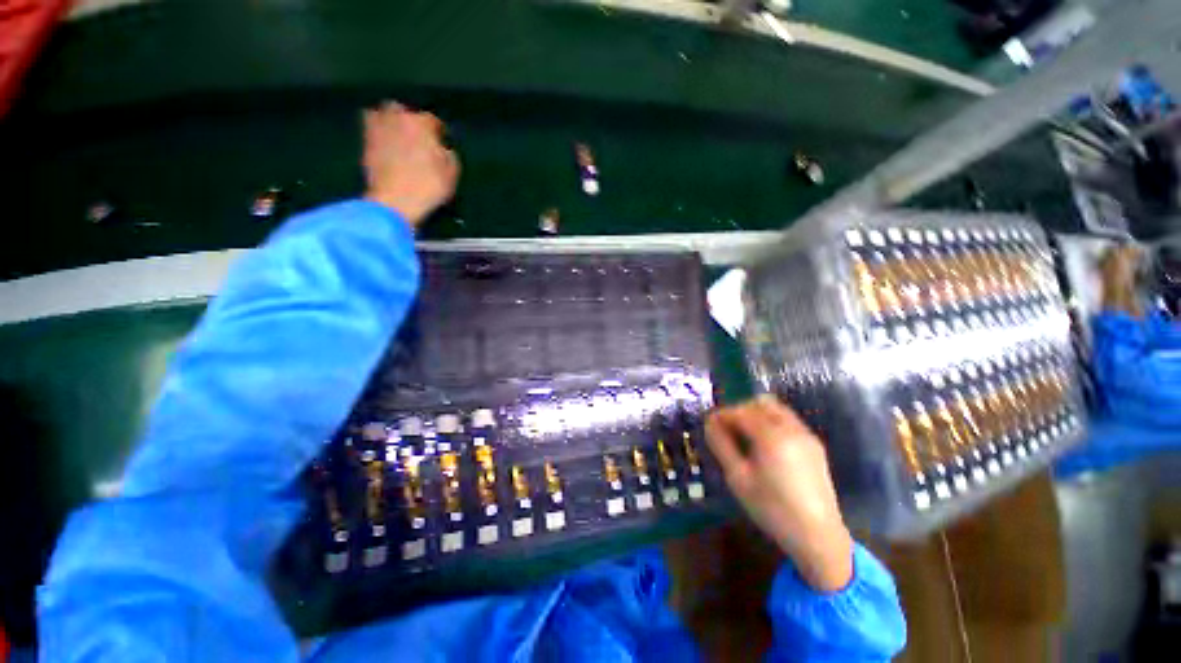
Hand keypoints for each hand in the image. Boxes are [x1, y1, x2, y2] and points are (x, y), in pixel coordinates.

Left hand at [362, 102, 459, 227]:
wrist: (396, 200)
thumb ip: (449, 155)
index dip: (439, 132)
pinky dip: (378, 134)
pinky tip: (385, 145)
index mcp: (421, 123)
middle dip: (410, 121)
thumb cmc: (429, 186)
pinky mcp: (365, 143)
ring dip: (390, 122)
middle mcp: (397, 118)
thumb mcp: (451, 173)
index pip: (433, 120)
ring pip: (381, 115)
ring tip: (398, 137)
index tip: (443, 142)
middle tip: (418, 138)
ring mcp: (377, 129)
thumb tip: (443, 149)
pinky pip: (371, 130)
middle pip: (403, 111)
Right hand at [705, 395, 853, 592]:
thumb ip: (721, 445)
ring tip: (744, 436)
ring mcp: (806, 435)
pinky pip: (788, 421)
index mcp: (771, 435)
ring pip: (776, 410)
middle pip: (760, 403)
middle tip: (727, 428)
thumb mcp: (738, 478)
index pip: (740, 411)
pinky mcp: (815, 445)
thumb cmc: (772, 508)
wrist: (818, 536)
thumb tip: (709, 423)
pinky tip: (764, 445)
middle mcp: (791, 428)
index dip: (722, 414)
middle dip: (740, 410)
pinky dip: (771, 422)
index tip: (709, 423)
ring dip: (756, 414)